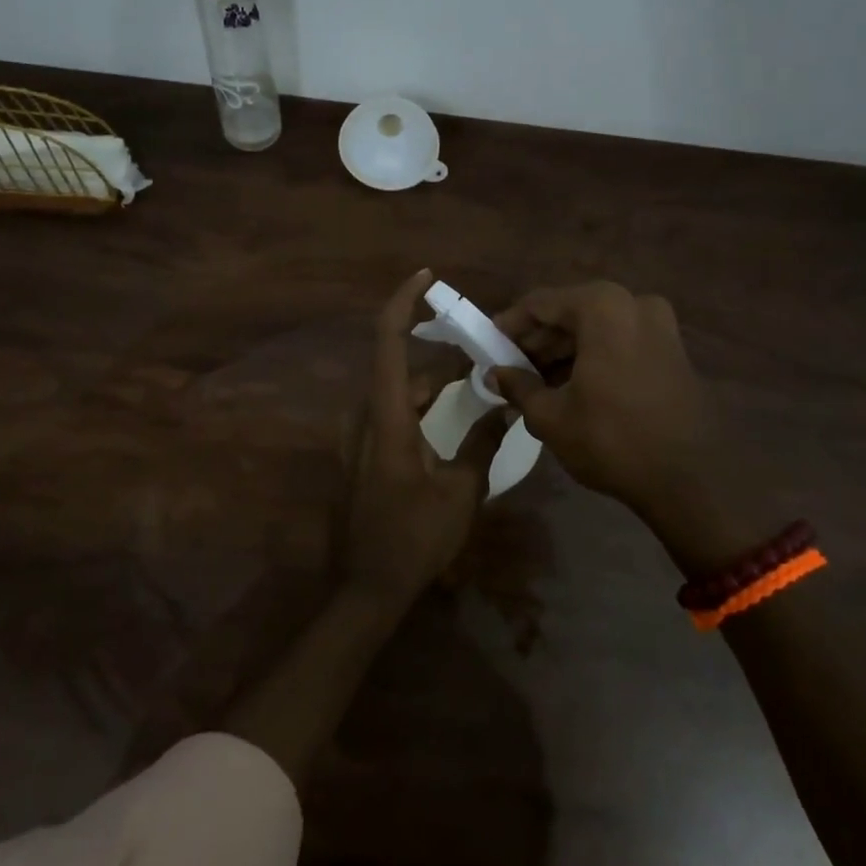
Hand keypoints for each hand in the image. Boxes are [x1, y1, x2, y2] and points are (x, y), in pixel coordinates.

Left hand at [341, 270, 510, 610]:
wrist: (366, 589)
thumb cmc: (414, 539)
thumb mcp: (461, 491)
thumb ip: (483, 442)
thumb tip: (507, 406)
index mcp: (386, 416)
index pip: (388, 340)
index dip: (403, 301)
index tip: (427, 276)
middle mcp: (364, 415)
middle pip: (400, 365)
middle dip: (441, 354)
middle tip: (484, 350)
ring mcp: (358, 435)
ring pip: (397, 390)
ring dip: (433, 380)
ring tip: (476, 378)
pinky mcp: (360, 453)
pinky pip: (391, 411)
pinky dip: (420, 402)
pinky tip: (450, 412)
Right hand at [491, 283, 770, 571]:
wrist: (692, 480)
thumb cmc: (612, 440)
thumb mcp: (552, 416)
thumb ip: (518, 387)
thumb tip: (493, 375)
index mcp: (602, 307)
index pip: (540, 303)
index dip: (509, 324)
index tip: (486, 345)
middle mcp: (634, 304)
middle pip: (570, 312)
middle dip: (537, 340)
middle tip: (509, 368)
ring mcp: (660, 326)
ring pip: (596, 328)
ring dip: (563, 351)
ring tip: (534, 383)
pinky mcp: (672, 350)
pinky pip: (620, 342)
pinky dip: (592, 357)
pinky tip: (570, 387)